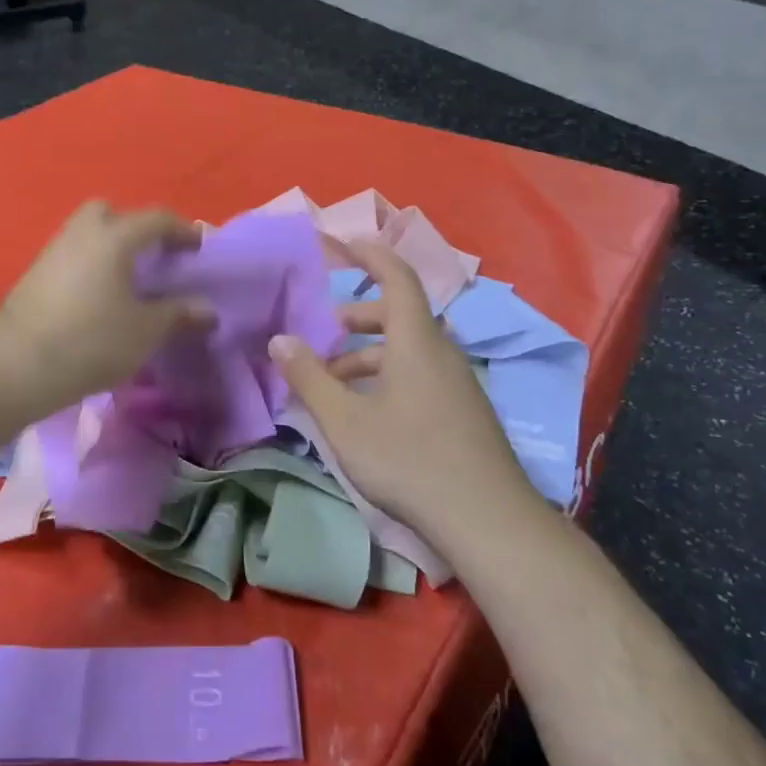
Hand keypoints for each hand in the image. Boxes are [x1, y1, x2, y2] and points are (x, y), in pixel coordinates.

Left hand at [0, 202, 213, 416]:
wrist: (16, 366)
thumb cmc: (91, 341)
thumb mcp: (146, 332)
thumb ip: (179, 315)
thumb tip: (208, 311)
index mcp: (114, 237)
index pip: (156, 219)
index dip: (183, 231)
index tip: (199, 249)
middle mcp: (82, 233)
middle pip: (112, 213)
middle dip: (136, 228)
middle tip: (154, 258)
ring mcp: (53, 251)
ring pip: (87, 234)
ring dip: (110, 248)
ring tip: (128, 282)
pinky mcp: (34, 275)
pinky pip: (72, 256)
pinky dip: (90, 266)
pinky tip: (99, 298)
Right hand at [269, 238, 538, 540]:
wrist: (487, 521)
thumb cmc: (410, 460)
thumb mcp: (346, 421)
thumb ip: (310, 377)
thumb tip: (279, 338)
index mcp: (417, 340)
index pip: (397, 277)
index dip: (369, 255)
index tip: (341, 244)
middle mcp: (441, 352)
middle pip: (398, 315)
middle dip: (356, 317)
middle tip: (321, 333)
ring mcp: (457, 383)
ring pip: (407, 350)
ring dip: (367, 354)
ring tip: (331, 382)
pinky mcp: (463, 411)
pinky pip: (419, 373)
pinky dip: (387, 376)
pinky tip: (365, 412)